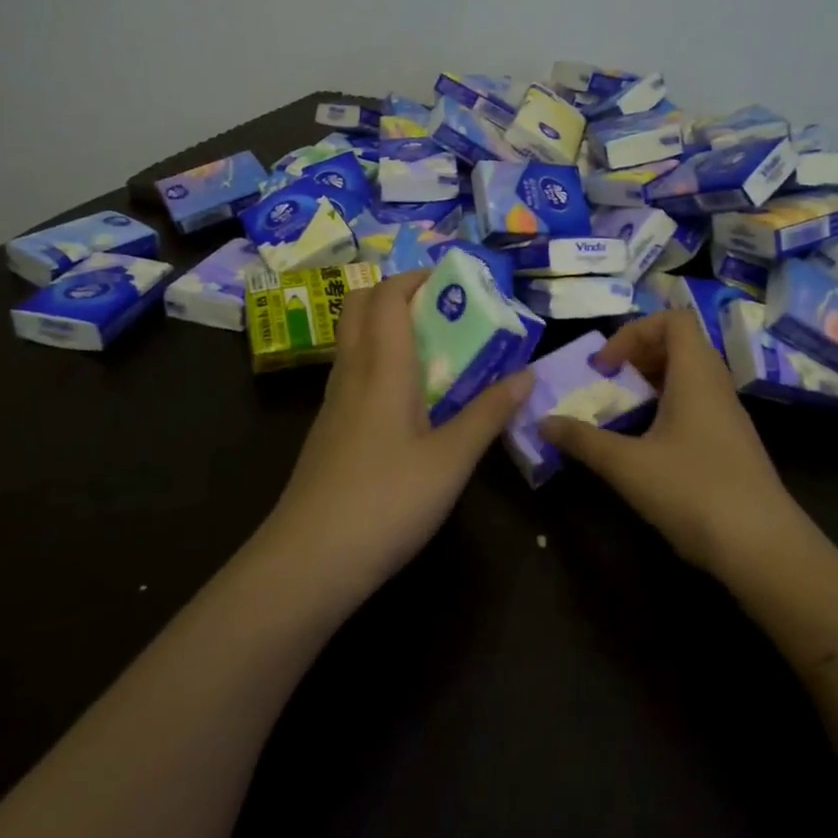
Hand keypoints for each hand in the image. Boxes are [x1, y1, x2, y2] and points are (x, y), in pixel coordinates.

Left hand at [260, 269, 533, 602]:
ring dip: (388, 327)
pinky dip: (380, 362)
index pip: (387, 295)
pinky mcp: (328, 430)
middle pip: (359, 306)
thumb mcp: (451, 459)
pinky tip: (408, 398)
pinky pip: (354, 373)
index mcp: (381, 366)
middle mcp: (351, 372)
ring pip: (354, 340)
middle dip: (397, 292)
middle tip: (443, 308)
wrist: (310, 561)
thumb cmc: (387, 501)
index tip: (454, 278)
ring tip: (435, 348)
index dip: (416, 276)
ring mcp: (333, 402)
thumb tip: (527, 374)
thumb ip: (488, 413)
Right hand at [540, 309, 802, 577]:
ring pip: (688, 376)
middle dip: (637, 355)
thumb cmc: (694, 492)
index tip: (606, 365)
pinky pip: (696, 404)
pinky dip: (666, 408)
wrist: (764, 548)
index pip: (674, 319)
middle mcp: (716, 385)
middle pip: (680, 344)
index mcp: (696, 375)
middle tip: (608, 382)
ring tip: (621, 410)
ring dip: (650, 383)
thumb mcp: (627, 465)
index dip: (634, 331)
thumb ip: (583, 439)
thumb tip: (543, 421)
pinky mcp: (731, 444)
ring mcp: (728, 416)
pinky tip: (646, 443)